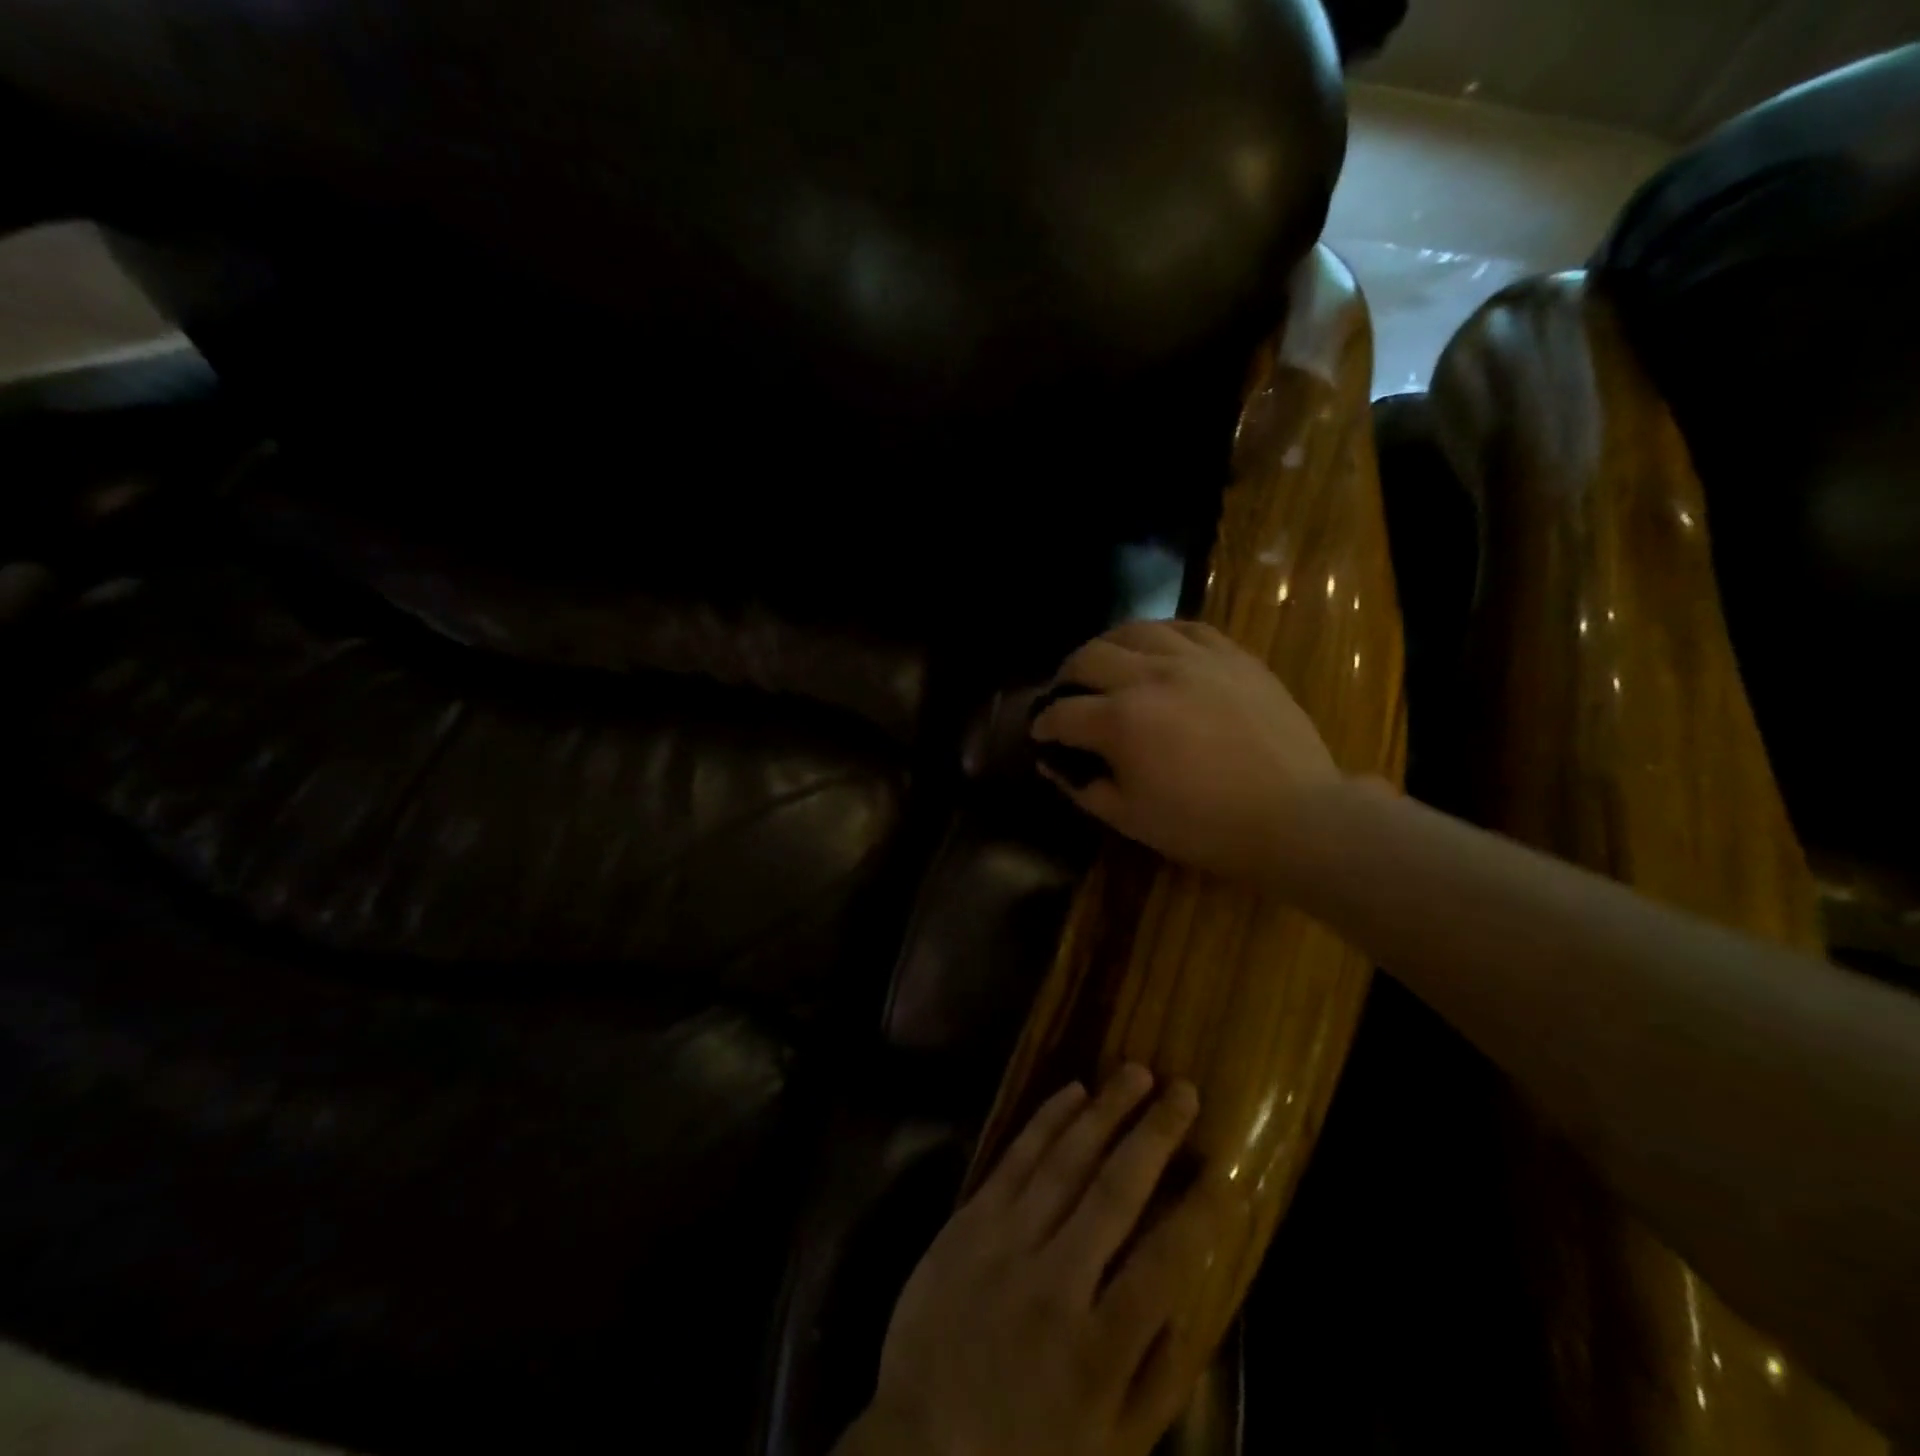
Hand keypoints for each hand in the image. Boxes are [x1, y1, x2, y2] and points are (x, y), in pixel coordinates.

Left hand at [839, 1067, 1225, 1455]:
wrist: (918, 1444)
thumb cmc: (1025, 1451)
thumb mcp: (1110, 1448)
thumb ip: (1158, 1378)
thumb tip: (1194, 1298)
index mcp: (1097, 1350)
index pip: (1164, 1266)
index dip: (1200, 1214)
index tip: (1227, 1171)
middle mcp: (1054, 1283)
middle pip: (1115, 1192)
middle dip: (1154, 1134)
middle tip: (1184, 1089)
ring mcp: (1005, 1243)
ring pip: (1065, 1160)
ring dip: (1105, 1111)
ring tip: (1136, 1072)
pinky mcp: (968, 1221)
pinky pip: (1014, 1158)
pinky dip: (1046, 1121)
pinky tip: (1073, 1092)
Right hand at [1031, 619, 1342, 881]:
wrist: (1295, 816)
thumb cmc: (1205, 826)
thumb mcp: (1131, 818)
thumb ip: (1083, 787)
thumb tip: (1054, 765)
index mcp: (1121, 721)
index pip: (1063, 713)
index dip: (1043, 724)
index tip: (1039, 733)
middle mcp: (1150, 676)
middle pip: (1088, 657)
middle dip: (1066, 677)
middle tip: (1066, 695)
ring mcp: (1195, 659)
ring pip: (1134, 630)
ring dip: (1107, 646)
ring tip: (1106, 663)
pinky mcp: (1232, 655)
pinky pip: (1185, 627)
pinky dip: (1159, 635)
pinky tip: (1156, 648)